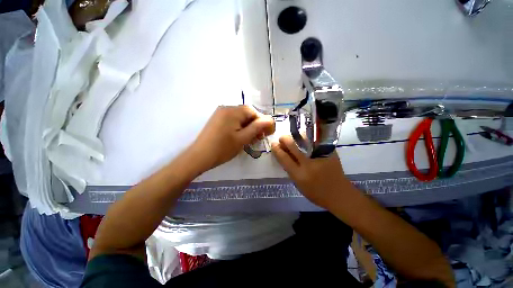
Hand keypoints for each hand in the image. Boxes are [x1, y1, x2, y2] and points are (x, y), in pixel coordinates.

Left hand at [190, 105, 274, 171]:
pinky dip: (240, 127)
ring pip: (240, 118)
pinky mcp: (217, 120)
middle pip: (247, 114)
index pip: (254, 112)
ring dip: (248, 127)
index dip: (263, 121)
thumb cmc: (223, 148)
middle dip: (255, 125)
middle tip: (260, 137)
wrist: (199, 156)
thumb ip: (257, 127)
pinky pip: (233, 120)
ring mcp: (220, 114)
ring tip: (251, 138)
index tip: (267, 133)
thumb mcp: (243, 138)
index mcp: (233, 111)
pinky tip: (241, 136)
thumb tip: (270, 120)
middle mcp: (226, 108)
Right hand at [271, 135, 352, 208]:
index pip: (284, 158)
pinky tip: (304, 139)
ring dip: (296, 137)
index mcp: (299, 175)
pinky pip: (315, 140)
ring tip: (293, 138)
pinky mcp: (330, 152)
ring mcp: (320, 157)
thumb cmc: (316, 193)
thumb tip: (282, 154)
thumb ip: (290, 169)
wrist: (340, 194)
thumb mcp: (298, 184)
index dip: (277, 149)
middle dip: (285, 139)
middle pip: (293, 146)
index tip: (273, 144)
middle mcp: (309, 164)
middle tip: (282, 138)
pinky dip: (307, 138)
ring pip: (304, 140)